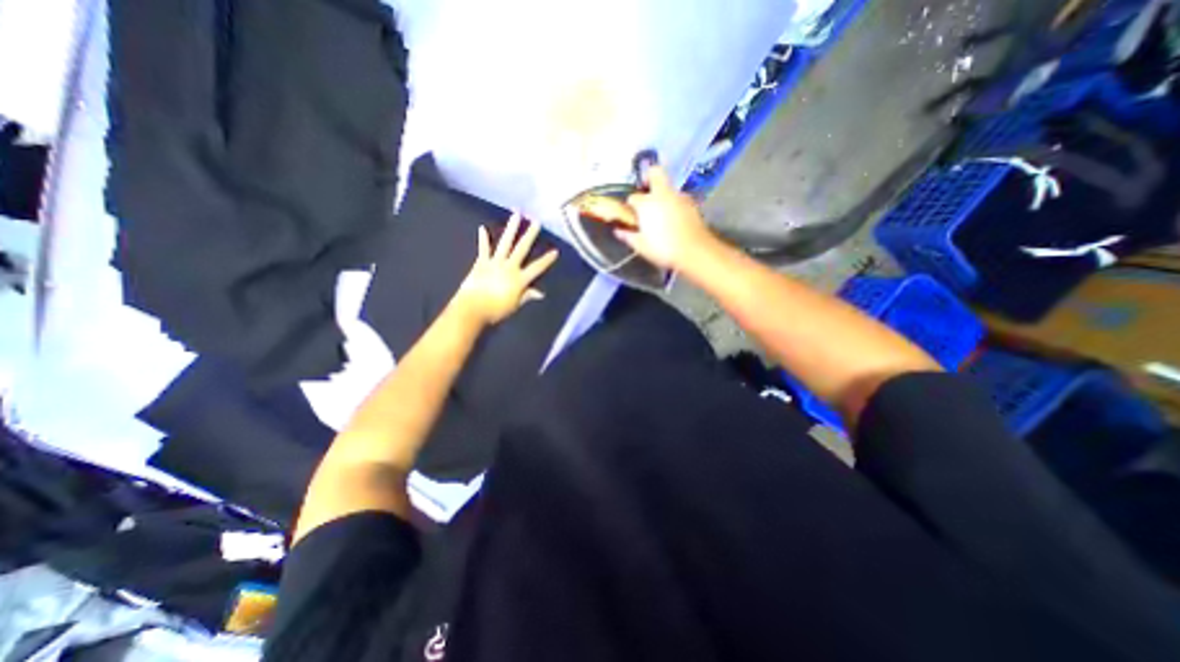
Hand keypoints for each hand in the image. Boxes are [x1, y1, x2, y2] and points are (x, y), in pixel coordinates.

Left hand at [453, 212, 557, 324]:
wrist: (473, 308)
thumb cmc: (496, 310)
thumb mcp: (515, 305)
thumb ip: (527, 296)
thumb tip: (541, 293)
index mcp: (520, 279)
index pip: (537, 268)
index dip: (546, 260)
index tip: (555, 251)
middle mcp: (509, 267)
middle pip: (522, 249)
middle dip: (530, 235)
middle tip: (536, 221)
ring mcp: (494, 263)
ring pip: (505, 243)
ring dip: (511, 228)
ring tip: (516, 215)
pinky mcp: (481, 263)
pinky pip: (483, 249)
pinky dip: (483, 239)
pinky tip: (482, 228)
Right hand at [612, 165, 714, 269]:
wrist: (695, 252)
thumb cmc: (663, 249)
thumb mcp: (641, 246)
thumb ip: (629, 236)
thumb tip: (618, 231)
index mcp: (646, 203)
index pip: (633, 198)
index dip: (631, 205)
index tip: (632, 215)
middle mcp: (663, 194)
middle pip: (655, 172)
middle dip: (649, 177)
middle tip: (646, 192)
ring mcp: (680, 197)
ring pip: (669, 188)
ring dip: (663, 196)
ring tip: (661, 213)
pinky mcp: (693, 204)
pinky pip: (679, 199)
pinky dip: (675, 205)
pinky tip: (674, 220)